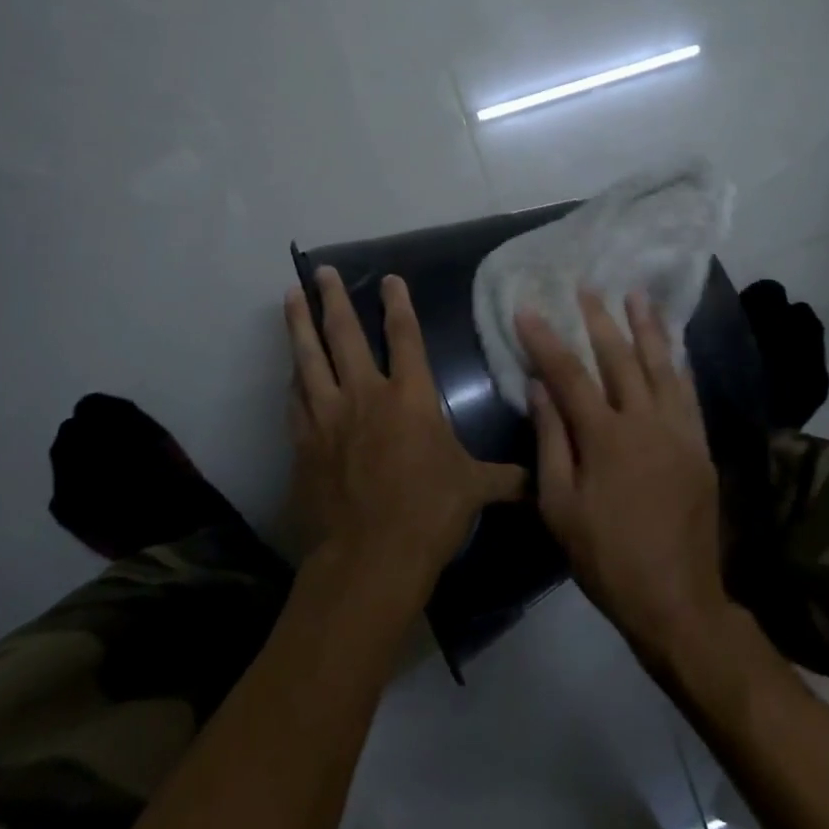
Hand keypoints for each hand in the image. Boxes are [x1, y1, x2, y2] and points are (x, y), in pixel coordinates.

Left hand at [286, 267, 524, 594]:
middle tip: (320, 271)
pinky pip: (296, 399)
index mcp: (410, 396)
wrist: (369, 557)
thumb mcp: (474, 491)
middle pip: (344, 334)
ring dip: (299, 325)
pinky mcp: (304, 442)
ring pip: (309, 358)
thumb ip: (505, 479)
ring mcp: (329, 416)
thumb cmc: (429, 513)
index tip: (389, 279)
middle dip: (333, 299)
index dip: (398, 303)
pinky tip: (289, 369)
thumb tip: (538, 482)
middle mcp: (366, 394)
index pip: (405, 335)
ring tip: (290, 297)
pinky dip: (293, 379)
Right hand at [516, 290, 728, 665]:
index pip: (569, 375)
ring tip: (637, 296)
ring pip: (662, 367)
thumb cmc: (606, 557)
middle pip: (619, 359)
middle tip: (587, 288)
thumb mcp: (560, 506)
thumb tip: (539, 388)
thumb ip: (551, 441)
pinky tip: (674, 347)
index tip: (528, 310)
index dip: (546, 340)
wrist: (677, 599)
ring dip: (648, 328)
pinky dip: (679, 364)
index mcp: (605, 437)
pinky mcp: (700, 446)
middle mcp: (645, 422)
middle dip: (599, 321)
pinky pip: (689, 393)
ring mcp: (680, 432)